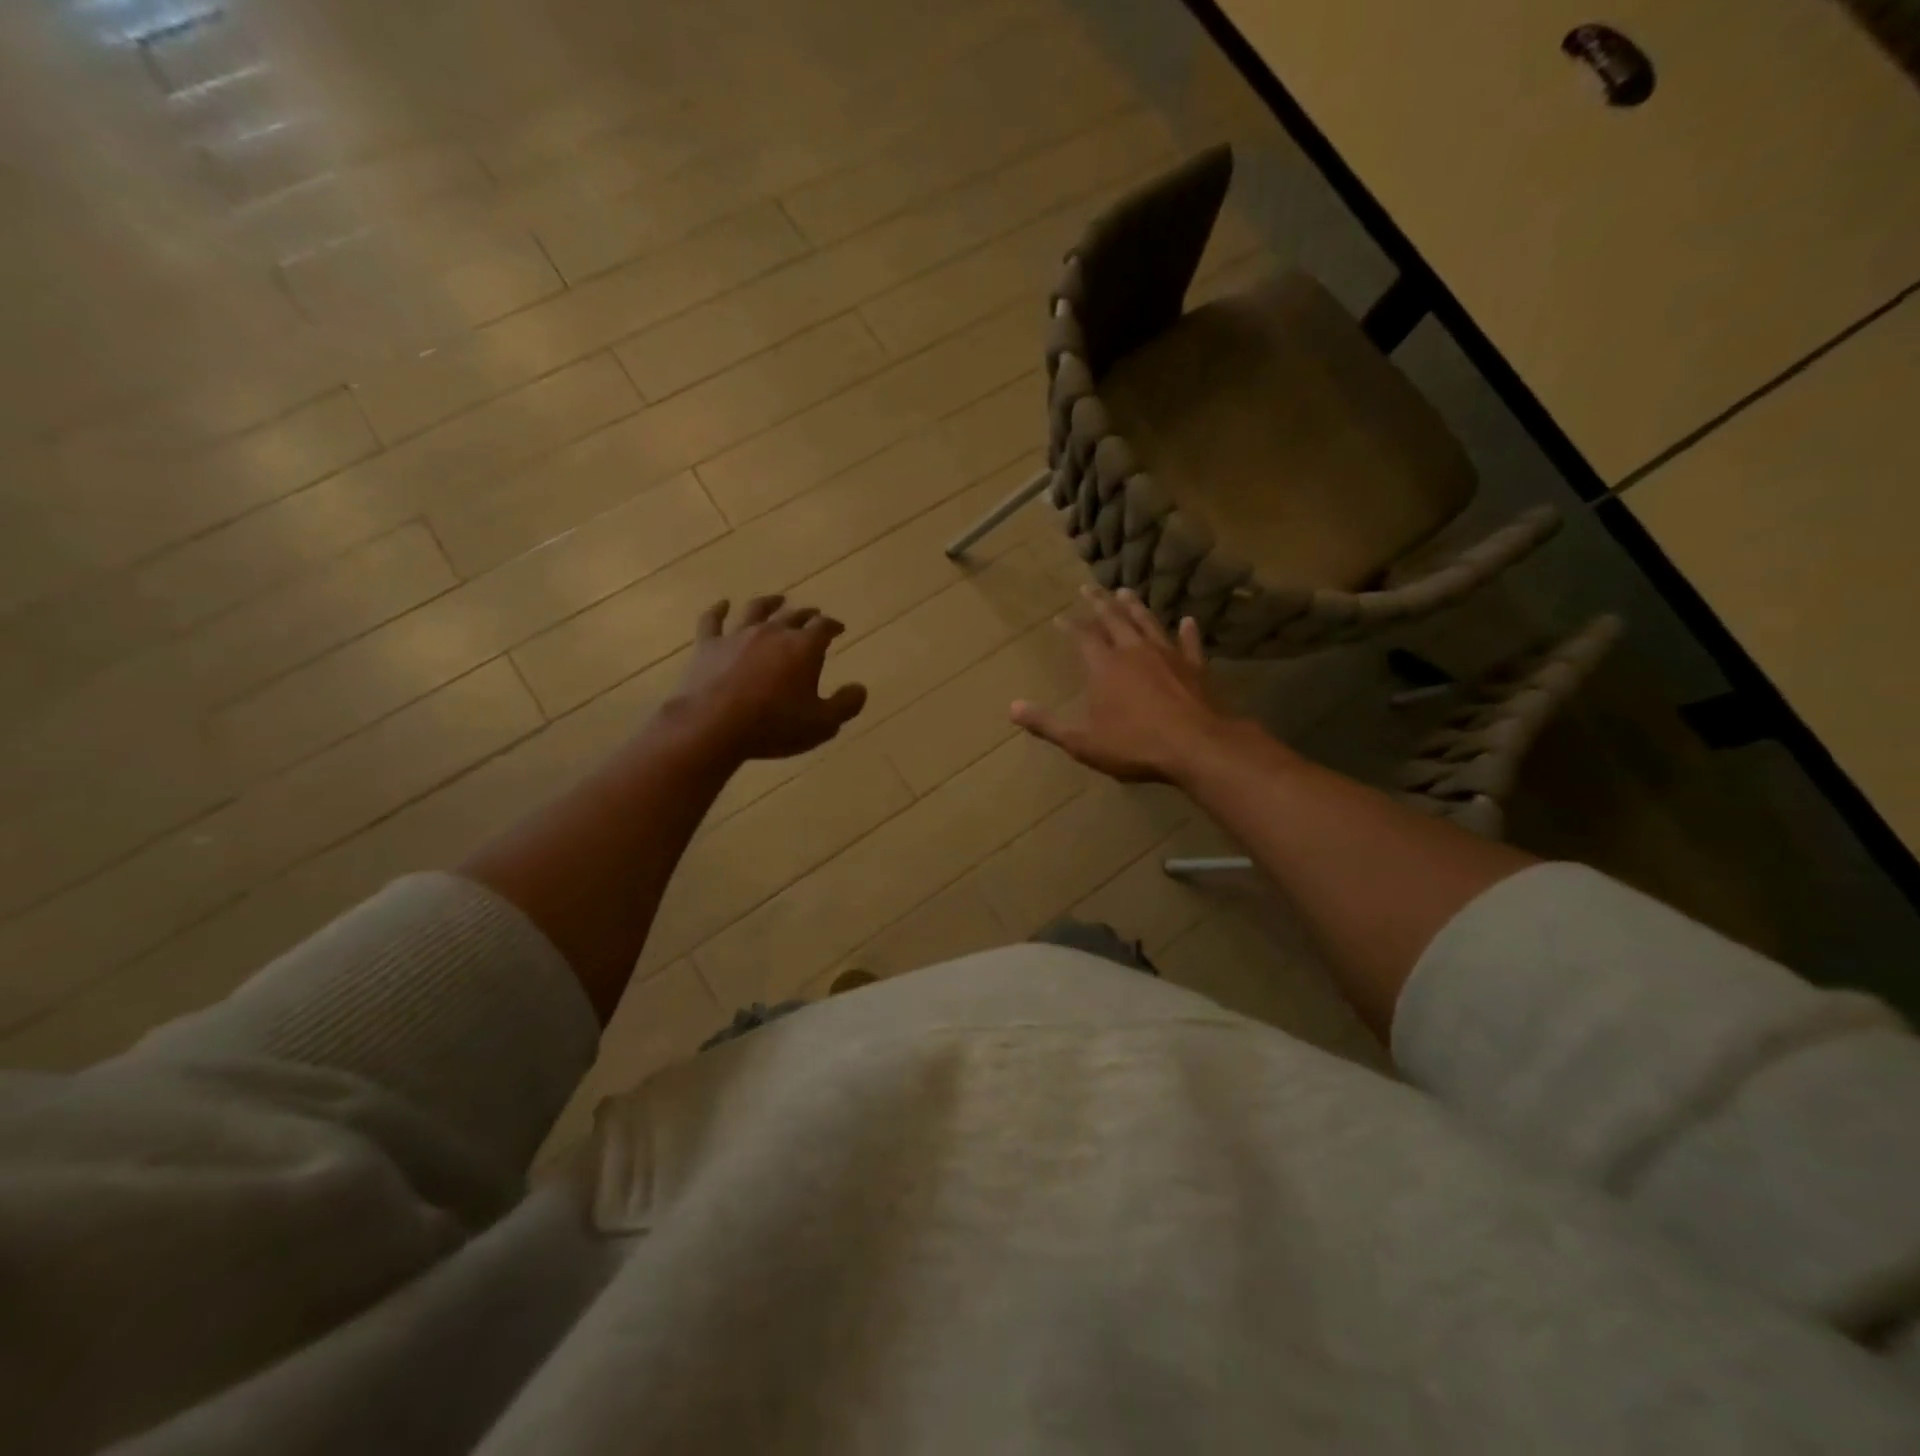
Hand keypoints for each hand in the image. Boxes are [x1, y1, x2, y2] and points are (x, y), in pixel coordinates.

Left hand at [667, 595, 867, 760]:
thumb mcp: (822, 724)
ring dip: (769, 603)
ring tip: (778, 600)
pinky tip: (723, 604)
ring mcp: (737, 636)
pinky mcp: (708, 646)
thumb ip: (845, 705)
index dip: (833, 625)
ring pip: (756, 610)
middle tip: (813, 615)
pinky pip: (713, 621)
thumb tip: (860, 688)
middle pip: (793, 616)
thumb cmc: (774, 725)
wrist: (713, 726)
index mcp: (803, 647)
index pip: (824, 627)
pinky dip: (718, 610)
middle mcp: (772, 632)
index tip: (839, 629)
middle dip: (807, 615)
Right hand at [1011, 586, 1235, 783]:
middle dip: (1100, 602)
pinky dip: (1187, 631)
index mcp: (1105, 666)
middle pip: (1115, 619)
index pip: (1083, 636)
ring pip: (1148, 623)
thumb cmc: (1133, 744)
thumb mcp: (1081, 741)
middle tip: (1089, 586)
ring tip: (1126, 592)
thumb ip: (1047, 723)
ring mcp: (1167, 656)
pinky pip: (1189, 643)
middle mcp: (1134, 651)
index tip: (1060, 616)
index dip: (1071, 625)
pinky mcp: (1194, 668)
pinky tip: (1188, 620)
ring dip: (1135, 607)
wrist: (1194, 746)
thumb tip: (1012, 708)